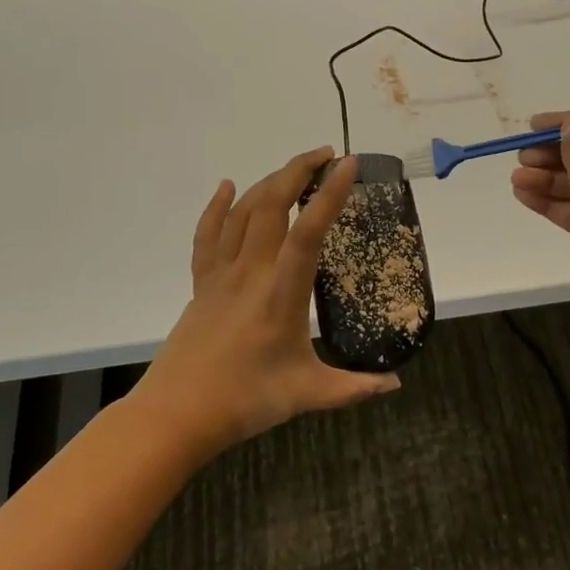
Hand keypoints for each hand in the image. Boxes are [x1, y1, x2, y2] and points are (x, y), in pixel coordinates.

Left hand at [132, 148, 401, 459]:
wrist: (175, 415)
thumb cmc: (244, 402)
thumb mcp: (307, 394)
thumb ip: (354, 388)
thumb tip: (395, 383)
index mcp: (281, 294)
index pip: (308, 233)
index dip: (329, 196)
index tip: (349, 165)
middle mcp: (251, 272)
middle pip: (272, 205)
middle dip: (299, 171)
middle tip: (327, 154)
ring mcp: (221, 274)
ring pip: (243, 212)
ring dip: (269, 181)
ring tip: (295, 168)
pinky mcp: (202, 283)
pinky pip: (207, 235)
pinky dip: (217, 206)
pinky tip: (226, 186)